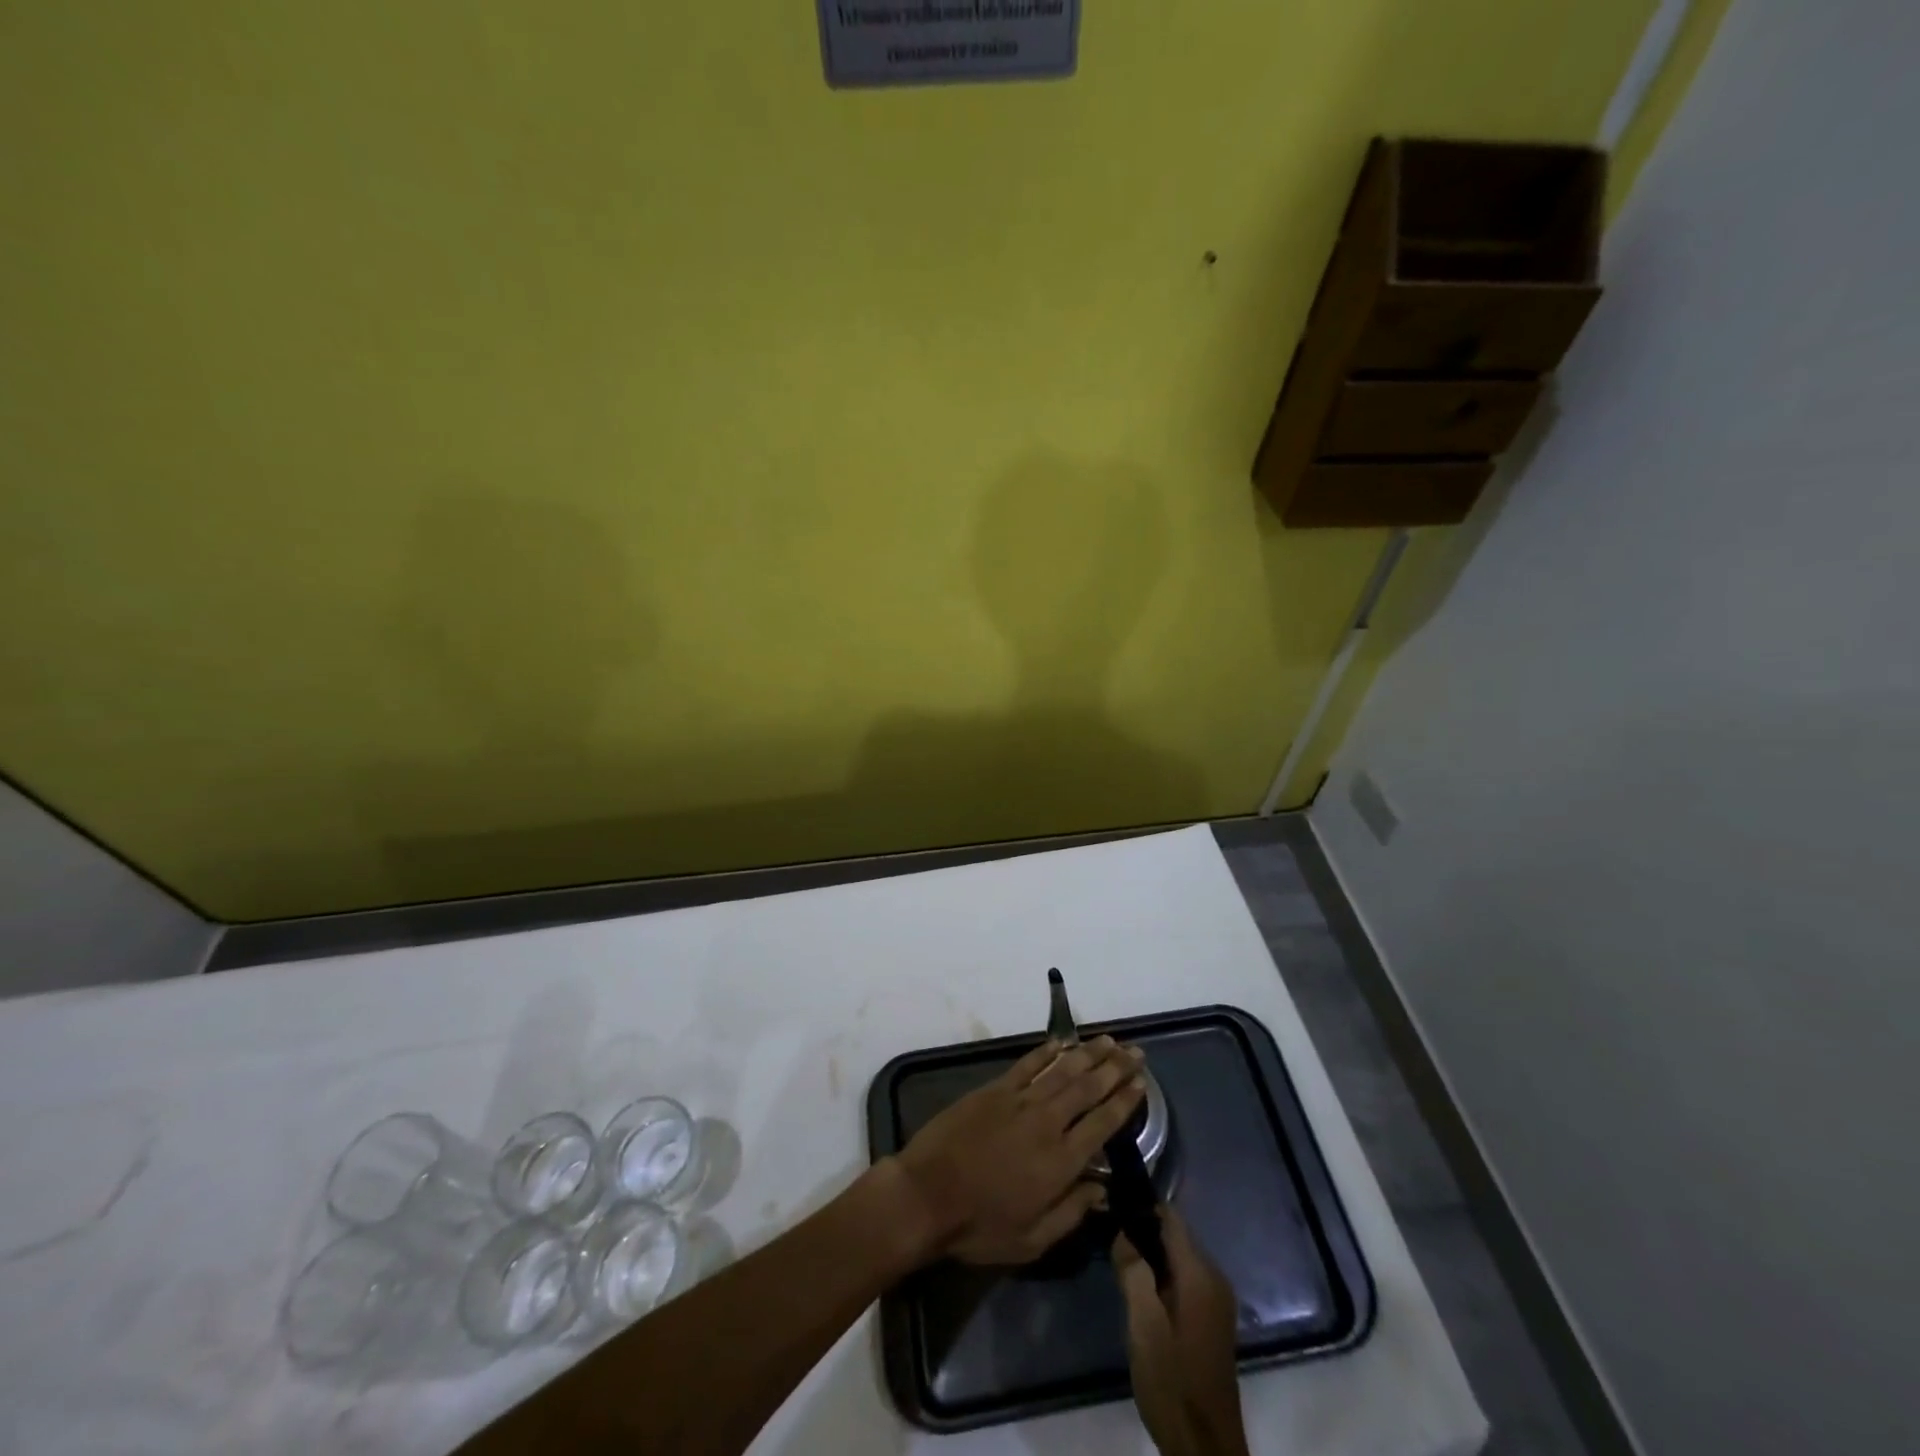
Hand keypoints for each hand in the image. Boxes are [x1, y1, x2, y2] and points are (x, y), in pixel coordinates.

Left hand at [893, 1036, 1145, 1265]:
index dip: (1125, 1101)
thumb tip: (1103, 1189)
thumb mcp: (1033, 1239)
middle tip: (1136, 1052)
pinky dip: (1046, 1051)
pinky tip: (1062, 1041)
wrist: (928, 1195)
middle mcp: (1047, 1122)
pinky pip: (1027, 1064)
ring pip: (1063, 1070)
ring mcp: (1019, 1101)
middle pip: (1089, 1088)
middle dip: (1115, 1068)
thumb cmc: (981, 1226)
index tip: (1142, 1083)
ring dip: (1088, 1054)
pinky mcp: (995, 1089)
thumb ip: (1072, 1211)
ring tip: (1109, 1041)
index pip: (1103, 1123)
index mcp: (1061, 1161)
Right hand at [1114, 1209, 1248, 1455]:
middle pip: (1174, 1236)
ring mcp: (1216, 1302)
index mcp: (1200, 1274)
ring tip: (1118, 1267)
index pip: (1170, 1217)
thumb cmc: (1172, 1383)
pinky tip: (1139, 1296)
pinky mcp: (1211, 1321)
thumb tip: (1124, 1231)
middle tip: (1109, 1244)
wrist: (1205, 1450)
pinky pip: (1184, 1281)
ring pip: (1177, 1259)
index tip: (1111, 1209)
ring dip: (1150, 1258)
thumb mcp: (1143, 1324)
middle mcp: (1214, 1279)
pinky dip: (1161, 1279)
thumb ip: (1132, 1270)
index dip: (1140, 1209)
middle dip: (1142, 1234)